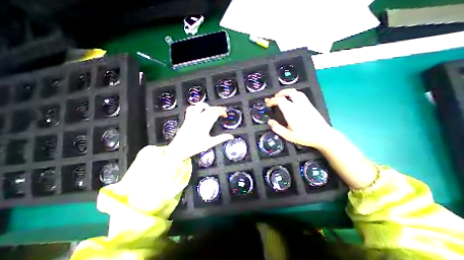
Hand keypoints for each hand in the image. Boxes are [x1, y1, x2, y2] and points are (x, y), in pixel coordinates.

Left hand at [166, 101, 233, 160]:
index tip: (225, 114)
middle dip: (217, 108)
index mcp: (206, 124)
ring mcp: (192, 117)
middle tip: (221, 111)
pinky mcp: (187, 118)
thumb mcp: (210, 143)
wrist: (179, 149)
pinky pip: (190, 108)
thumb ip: (221, 138)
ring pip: (199, 105)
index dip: (222, 111)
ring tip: (210, 109)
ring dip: (207, 106)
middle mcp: (199, 118)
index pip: (215, 113)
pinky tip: (198, 111)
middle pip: (210, 108)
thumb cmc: (195, 146)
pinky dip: (195, 108)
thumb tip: (231, 136)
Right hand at [265, 88, 337, 149]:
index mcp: (291, 112)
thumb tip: (269, 121)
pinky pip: (301, 95)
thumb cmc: (304, 137)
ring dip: (287, 92)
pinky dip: (293, 94)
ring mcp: (305, 104)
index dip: (272, 100)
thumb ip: (277, 128)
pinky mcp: (310, 105)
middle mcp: (298, 105)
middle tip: (274, 98)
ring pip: (296, 92)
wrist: (323, 136)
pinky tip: (292, 100)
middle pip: (288, 92)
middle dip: (279, 94)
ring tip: (281, 97)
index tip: (268, 104)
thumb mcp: (288, 136)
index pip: (280, 100)